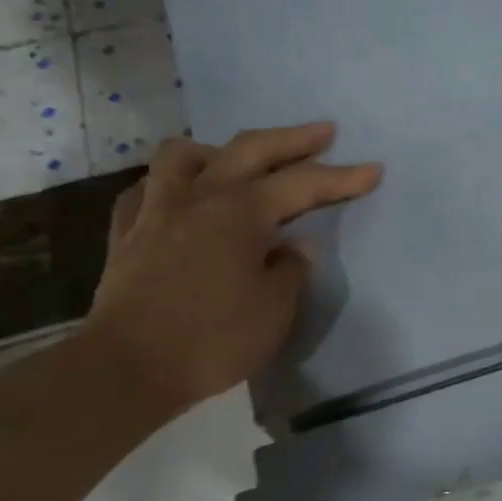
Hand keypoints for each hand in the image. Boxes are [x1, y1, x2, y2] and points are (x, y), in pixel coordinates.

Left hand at [83, 124, 381, 415]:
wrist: (128, 368)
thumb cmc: (212, 340)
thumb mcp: (274, 310)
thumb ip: (290, 270)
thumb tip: (295, 247)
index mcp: (240, 212)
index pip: (303, 184)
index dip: (342, 177)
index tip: (374, 169)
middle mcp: (199, 197)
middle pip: (250, 149)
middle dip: (293, 139)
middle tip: (323, 132)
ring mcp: (156, 210)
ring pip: (185, 155)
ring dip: (220, 149)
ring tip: (239, 161)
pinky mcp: (127, 233)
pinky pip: (148, 189)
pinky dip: (171, 184)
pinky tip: (181, 198)